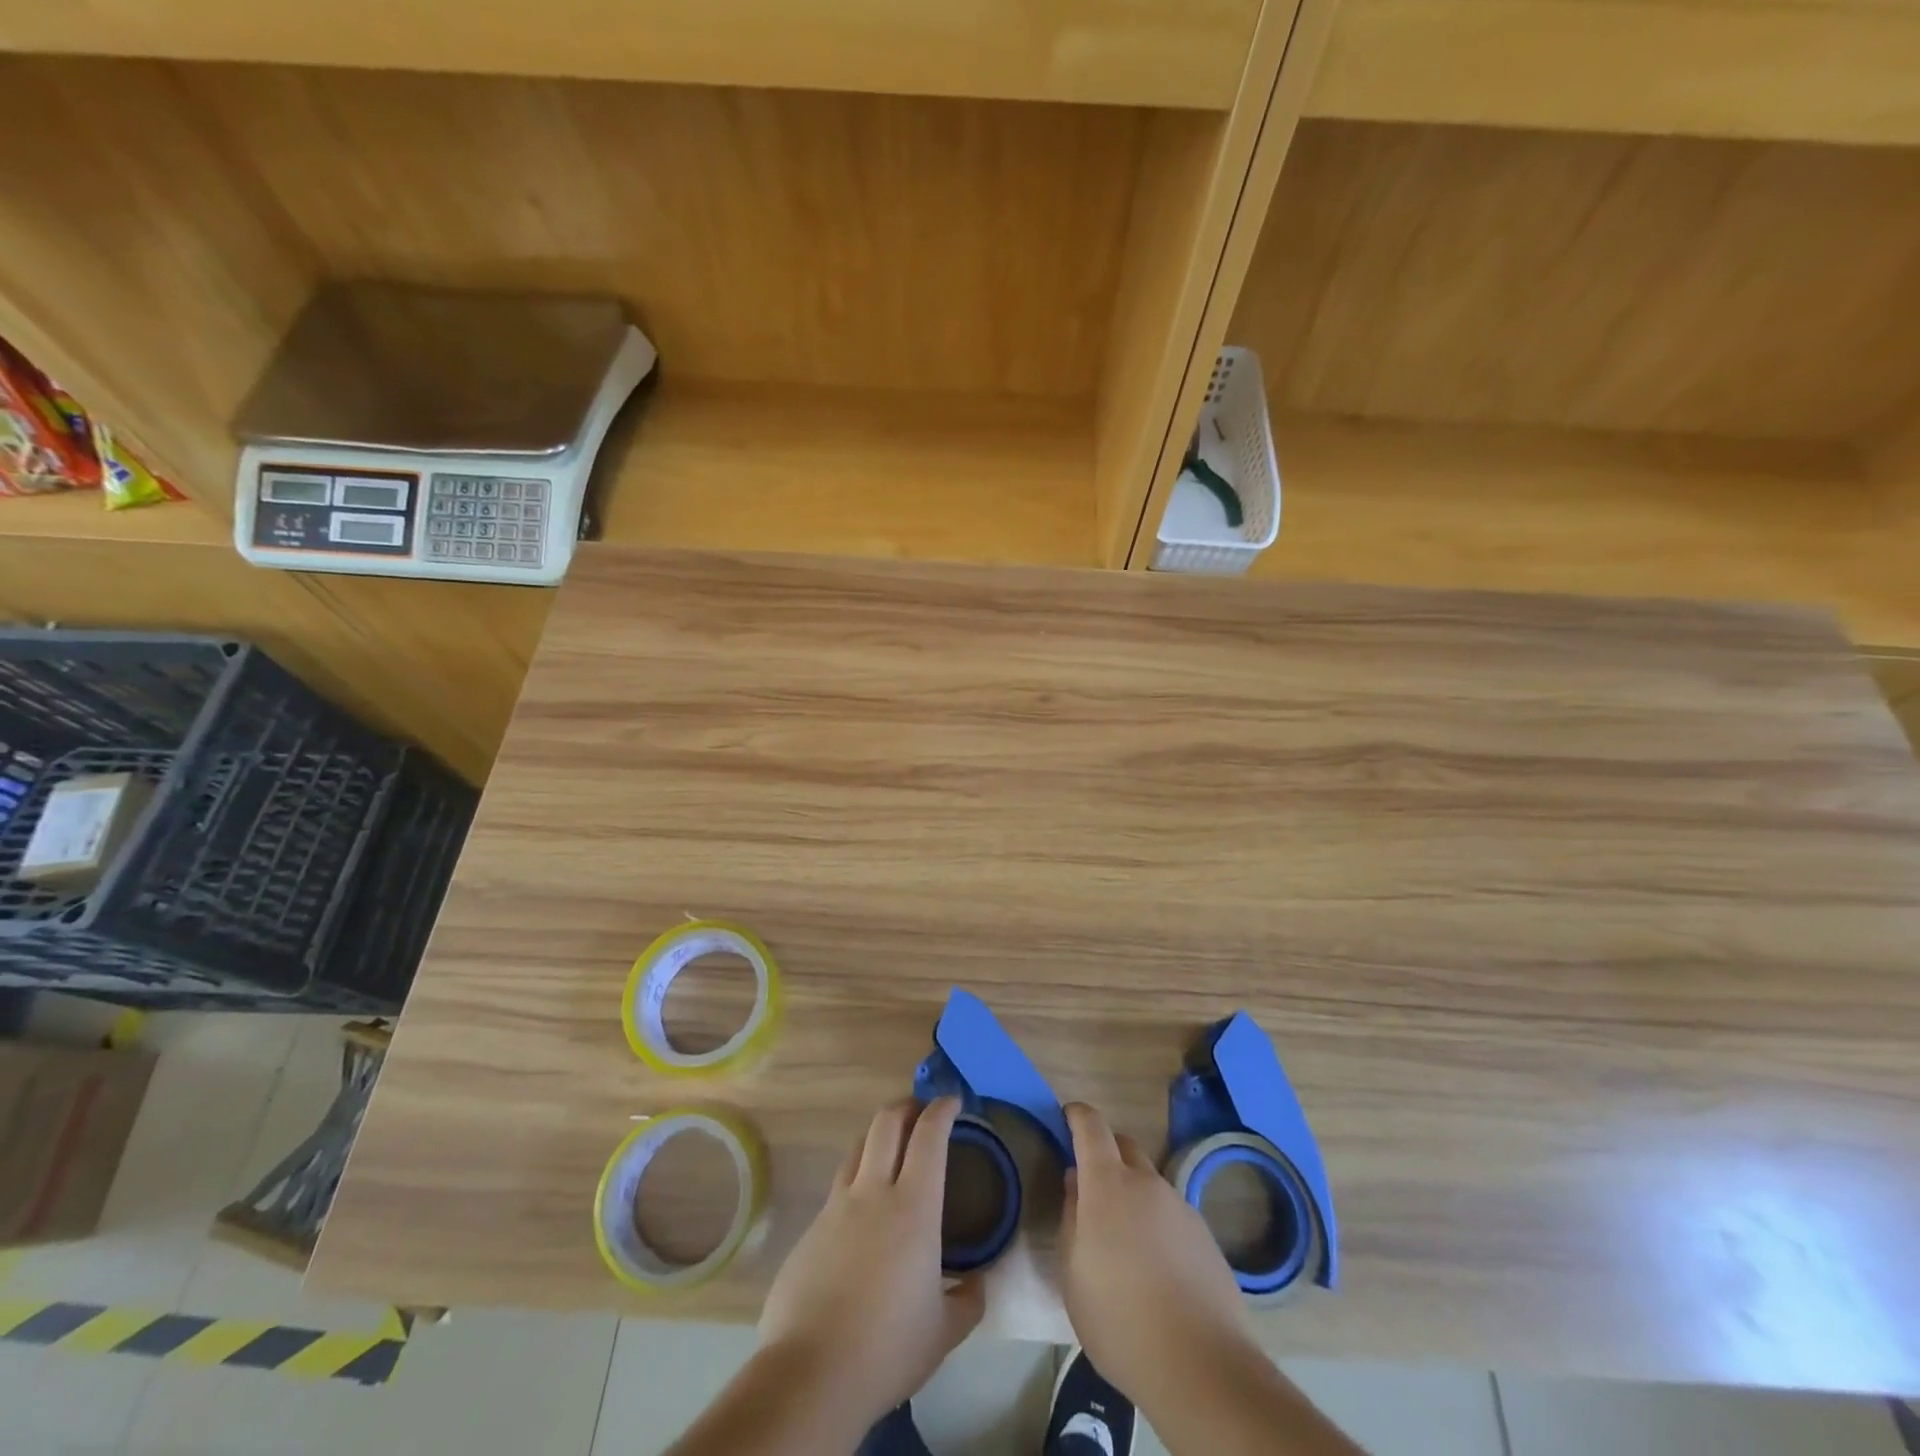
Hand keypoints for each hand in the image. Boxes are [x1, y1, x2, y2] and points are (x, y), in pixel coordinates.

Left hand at [757, 1097, 983, 1424]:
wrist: (811, 1373)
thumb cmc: (888, 1348)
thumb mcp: (944, 1331)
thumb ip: (969, 1300)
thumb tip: (979, 1282)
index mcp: (914, 1207)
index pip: (929, 1136)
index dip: (942, 1110)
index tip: (952, 1101)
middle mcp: (873, 1192)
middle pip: (886, 1123)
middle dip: (906, 1106)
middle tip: (920, 1111)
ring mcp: (836, 1207)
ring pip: (858, 1148)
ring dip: (878, 1137)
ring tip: (891, 1149)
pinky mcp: (811, 1229)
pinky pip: (838, 1189)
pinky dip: (856, 1182)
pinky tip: (862, 1213)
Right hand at [1057, 1101, 1252, 1407]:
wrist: (1201, 1366)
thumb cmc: (1119, 1319)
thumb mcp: (1073, 1274)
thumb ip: (1071, 1218)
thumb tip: (1076, 1184)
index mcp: (1108, 1184)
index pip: (1092, 1126)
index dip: (1077, 1115)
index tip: (1067, 1116)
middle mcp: (1147, 1183)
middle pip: (1124, 1146)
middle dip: (1105, 1153)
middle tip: (1091, 1187)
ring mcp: (1181, 1207)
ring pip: (1149, 1183)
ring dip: (1133, 1194)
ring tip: (1124, 1242)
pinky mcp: (1205, 1236)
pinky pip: (1171, 1214)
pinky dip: (1157, 1224)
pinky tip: (1156, 1269)